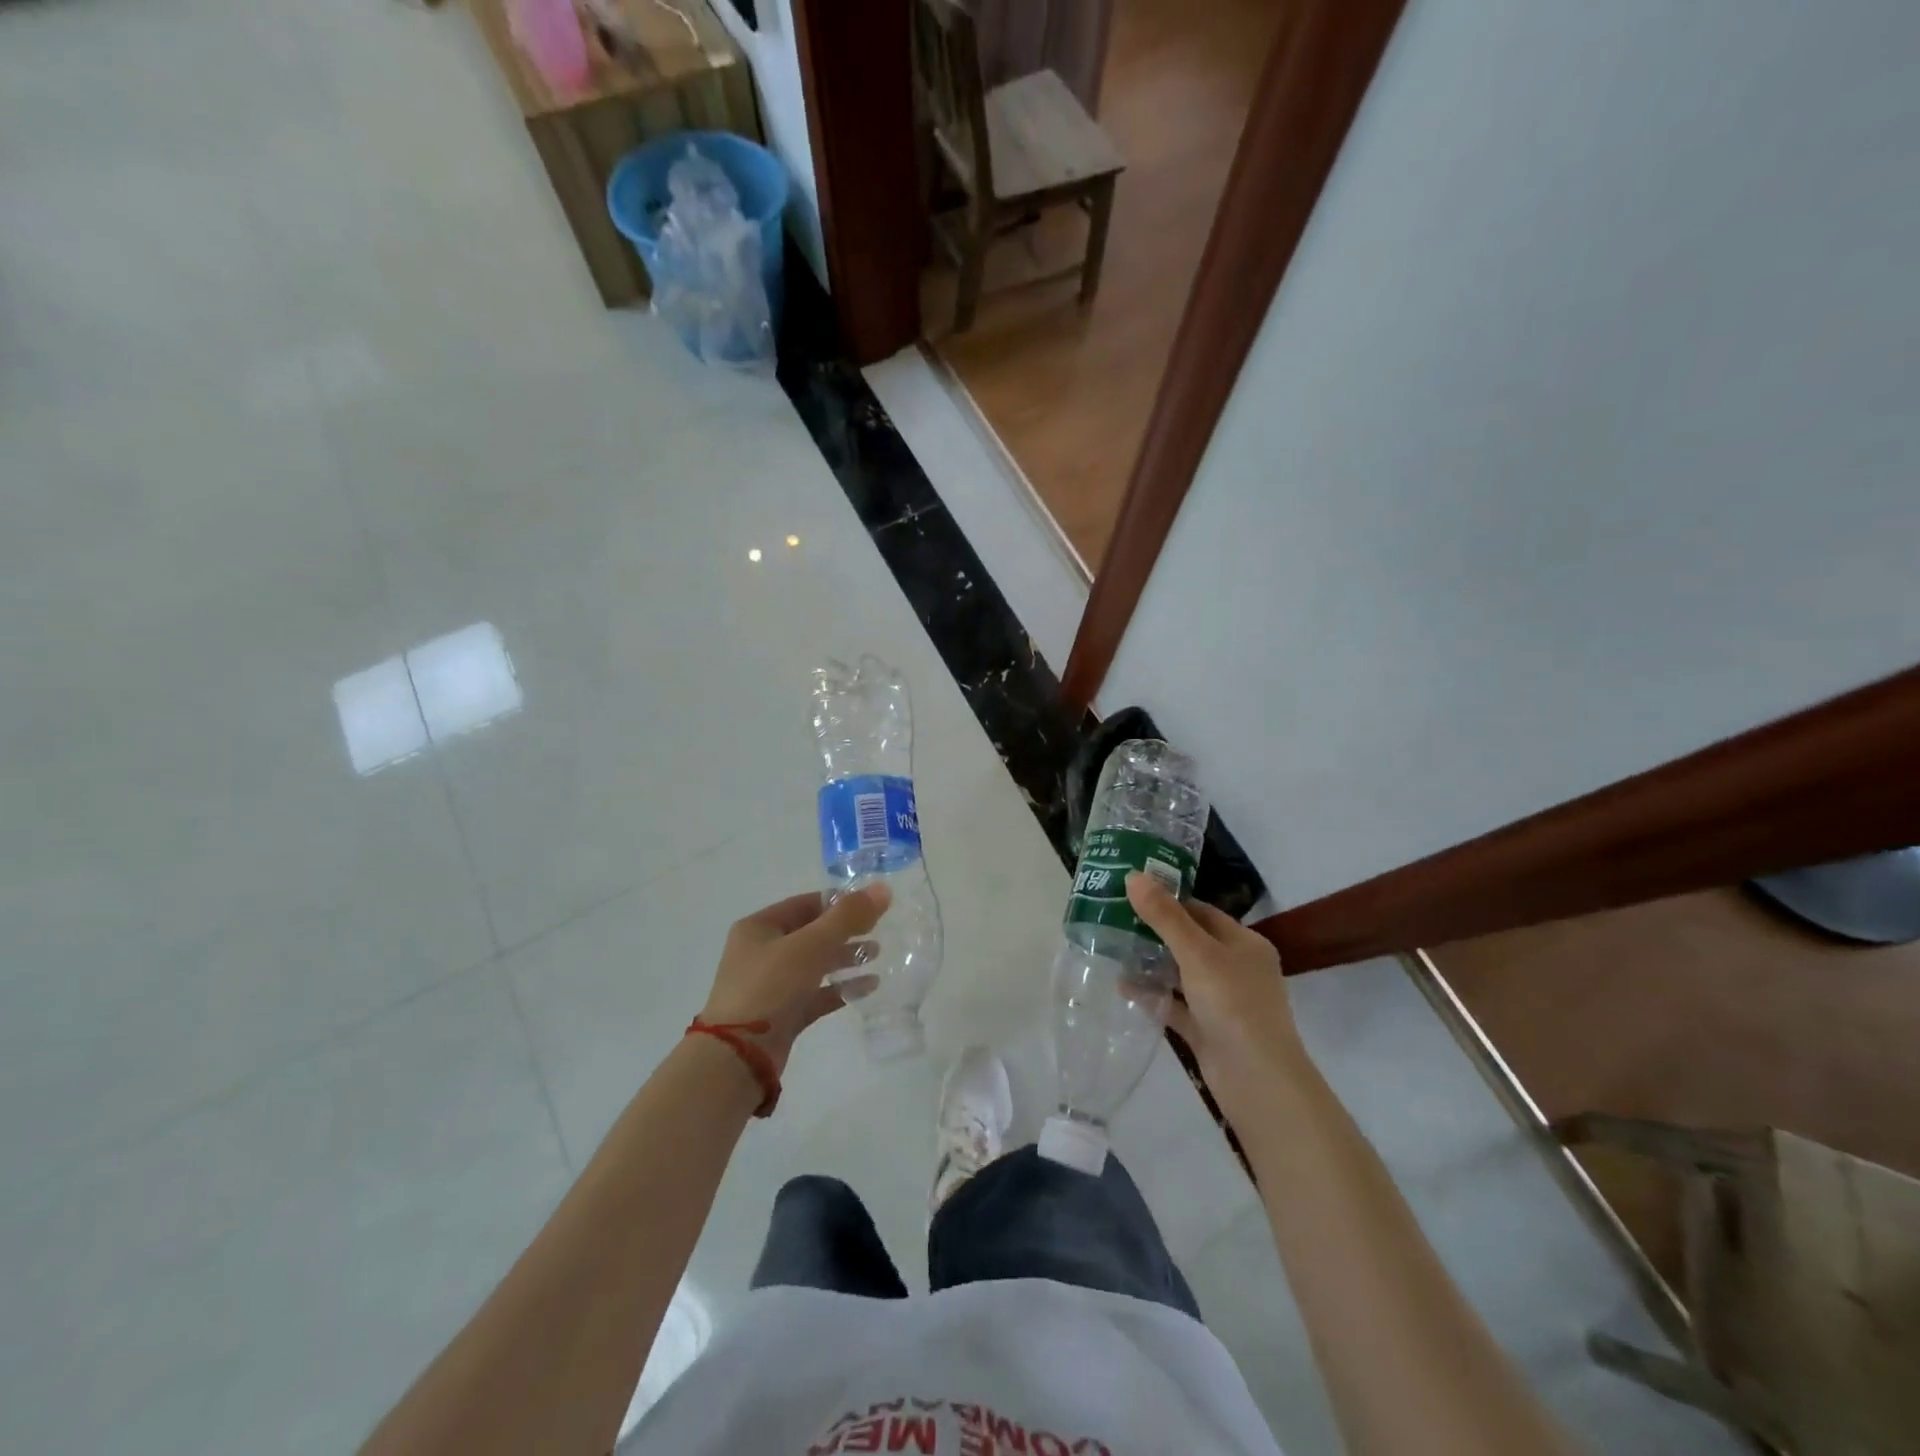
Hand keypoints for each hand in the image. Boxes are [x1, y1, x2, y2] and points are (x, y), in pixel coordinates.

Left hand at [700, 884, 889, 1077]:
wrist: (738, 1057)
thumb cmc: (771, 987)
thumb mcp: (811, 945)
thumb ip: (848, 917)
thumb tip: (883, 889)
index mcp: (759, 927)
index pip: (805, 903)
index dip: (838, 902)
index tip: (871, 905)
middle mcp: (761, 952)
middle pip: (811, 934)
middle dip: (845, 932)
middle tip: (878, 931)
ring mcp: (770, 986)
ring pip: (814, 965)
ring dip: (845, 959)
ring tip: (877, 956)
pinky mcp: (781, 1015)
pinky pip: (816, 994)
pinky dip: (840, 988)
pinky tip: (869, 987)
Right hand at [1126, 872, 1304, 1107]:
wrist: (1257, 1081)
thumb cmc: (1234, 1004)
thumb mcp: (1197, 953)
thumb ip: (1165, 916)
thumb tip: (1134, 875)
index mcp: (1245, 944)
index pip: (1203, 912)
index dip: (1169, 900)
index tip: (1131, 892)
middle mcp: (1236, 969)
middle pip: (1190, 942)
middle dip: (1154, 932)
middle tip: (1114, 917)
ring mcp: (1223, 1002)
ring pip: (1181, 974)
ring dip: (1151, 964)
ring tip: (1112, 948)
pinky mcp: (1208, 1031)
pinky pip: (1175, 1005)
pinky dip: (1153, 996)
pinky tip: (1122, 987)